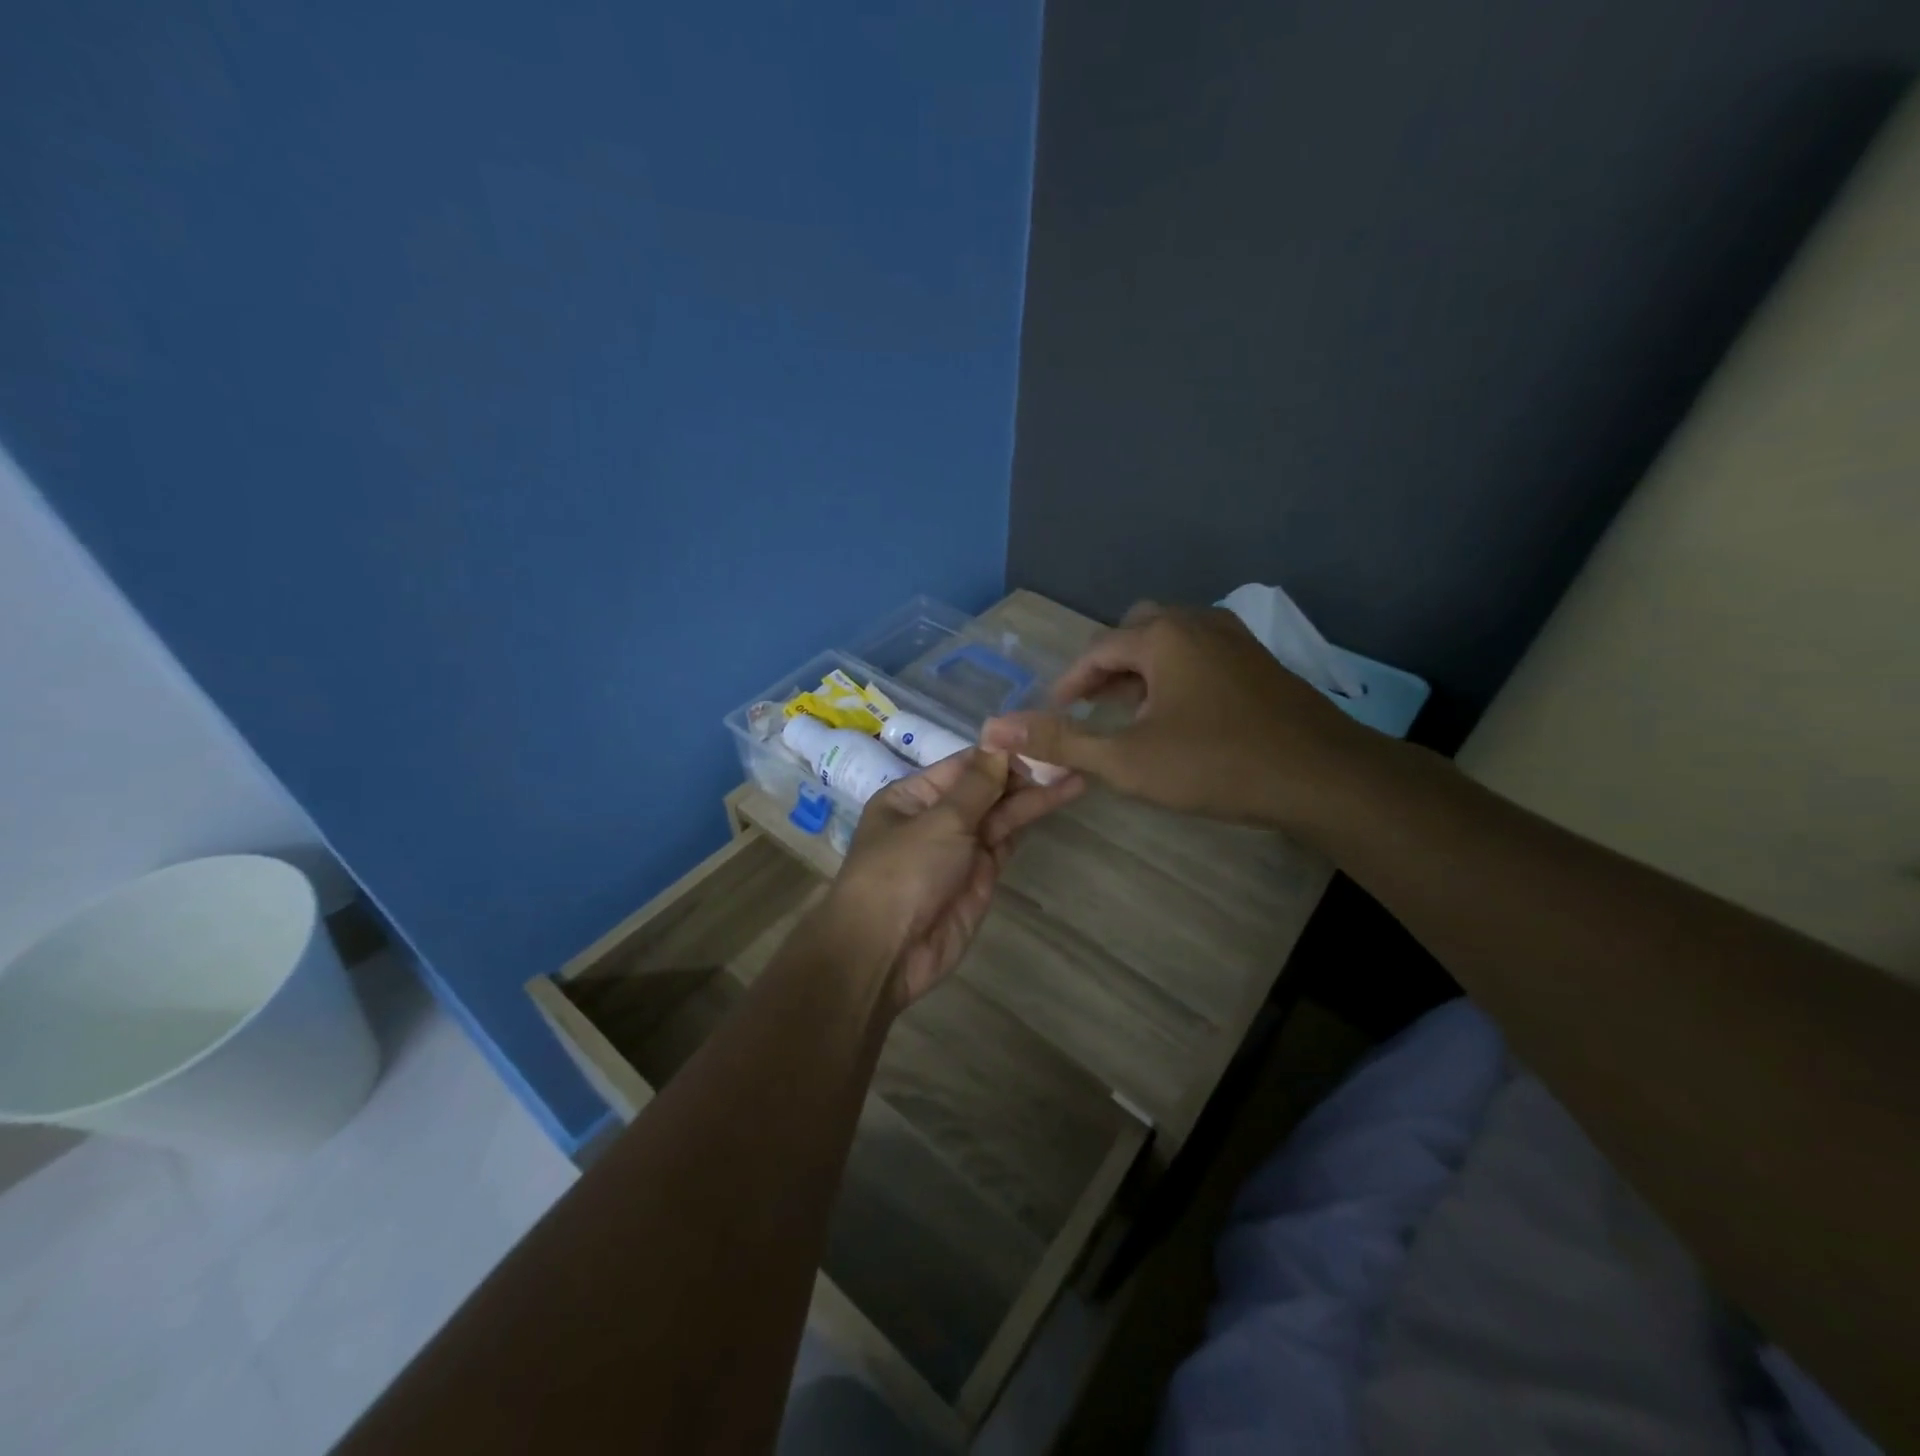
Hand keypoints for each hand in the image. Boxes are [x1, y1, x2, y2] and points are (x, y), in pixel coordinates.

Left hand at [826, 749, 1083, 1009]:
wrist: (888, 952)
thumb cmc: (903, 873)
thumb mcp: (939, 821)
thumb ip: (976, 785)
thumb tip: (999, 742)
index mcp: (912, 796)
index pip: (963, 764)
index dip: (1001, 751)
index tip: (1040, 735)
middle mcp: (936, 817)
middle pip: (985, 788)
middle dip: (1023, 773)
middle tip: (1069, 752)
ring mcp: (959, 848)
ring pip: (1000, 815)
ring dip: (1033, 796)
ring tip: (1076, 772)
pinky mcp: (980, 877)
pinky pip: (1006, 842)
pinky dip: (1028, 823)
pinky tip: (1057, 799)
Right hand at [981, 603, 1382, 830]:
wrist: (1323, 776)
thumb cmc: (1216, 764)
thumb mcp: (1126, 760)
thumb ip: (1059, 742)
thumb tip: (993, 730)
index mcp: (1162, 635)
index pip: (1098, 650)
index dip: (1069, 683)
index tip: (1055, 714)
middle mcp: (1198, 623)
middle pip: (1135, 633)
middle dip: (1108, 669)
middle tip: (1092, 708)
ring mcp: (1235, 639)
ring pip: (1171, 643)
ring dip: (1142, 672)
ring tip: (1130, 715)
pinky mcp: (1259, 662)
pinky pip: (1200, 656)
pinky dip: (1175, 676)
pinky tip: (1179, 717)